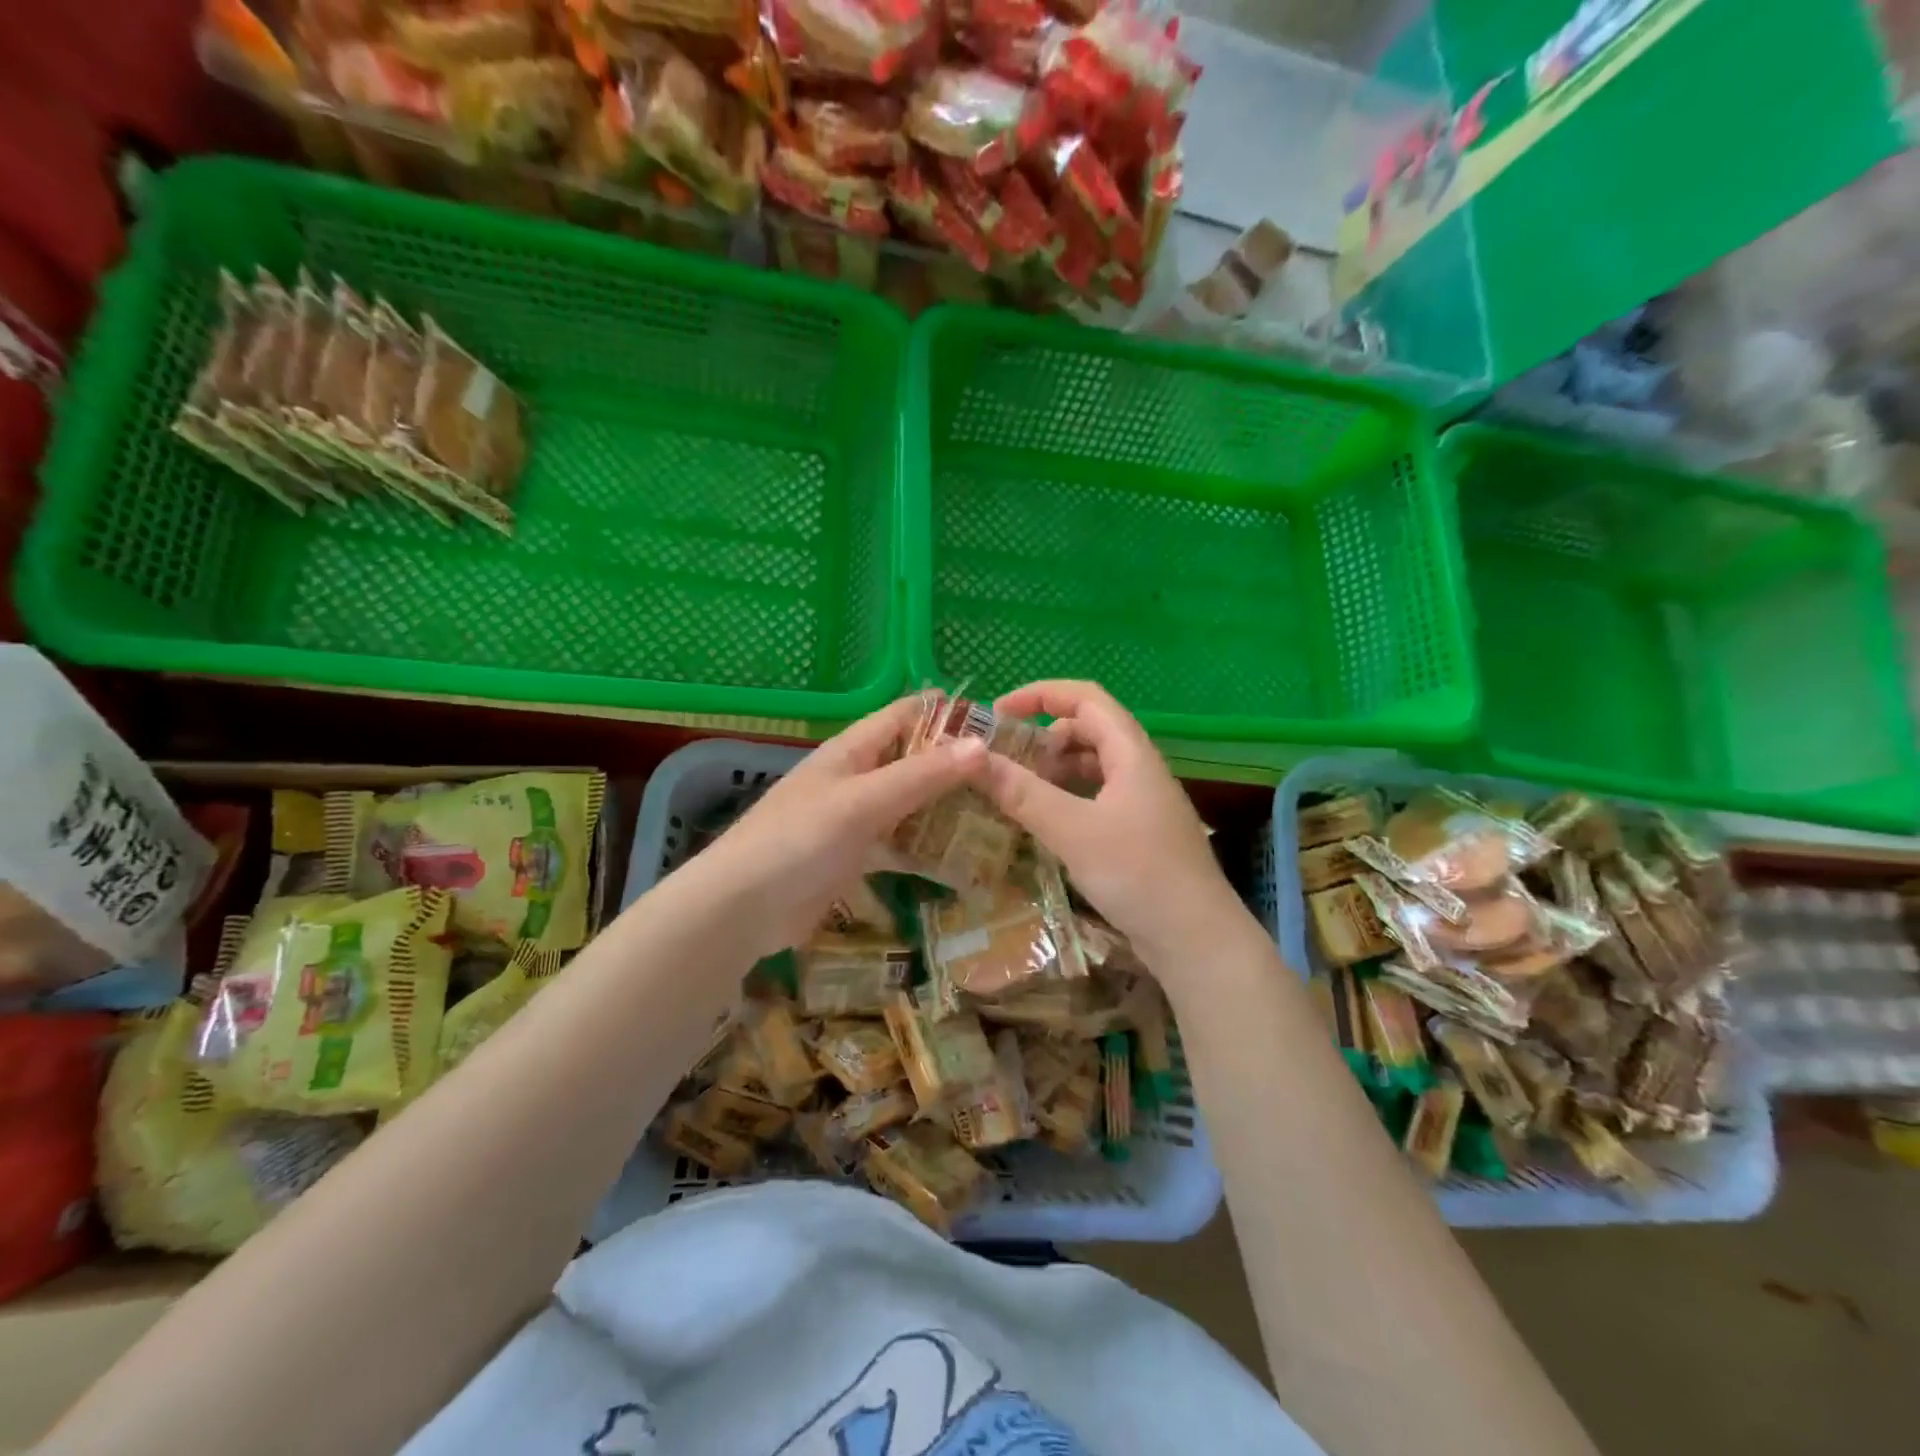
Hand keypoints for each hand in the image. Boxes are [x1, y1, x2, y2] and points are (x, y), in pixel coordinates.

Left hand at [697, 697, 985, 958]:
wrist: (741, 909)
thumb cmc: (798, 841)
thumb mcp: (862, 802)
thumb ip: (920, 775)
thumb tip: (981, 744)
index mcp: (852, 750)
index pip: (907, 715)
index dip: (949, 714)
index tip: (999, 725)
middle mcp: (857, 777)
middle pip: (914, 759)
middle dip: (957, 765)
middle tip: (1012, 777)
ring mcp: (856, 818)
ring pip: (911, 803)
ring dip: (947, 807)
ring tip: (1001, 814)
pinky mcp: (856, 857)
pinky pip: (900, 843)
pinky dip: (928, 848)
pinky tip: (965, 860)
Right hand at [981, 681, 1249, 969]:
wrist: (1196, 939)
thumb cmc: (1138, 873)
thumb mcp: (1073, 830)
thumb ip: (1022, 793)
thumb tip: (972, 758)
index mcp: (1131, 753)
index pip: (1085, 698)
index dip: (1040, 694)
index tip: (998, 712)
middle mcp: (1139, 768)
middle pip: (1088, 730)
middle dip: (1042, 736)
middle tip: (1003, 758)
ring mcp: (1141, 801)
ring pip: (1091, 766)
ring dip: (1054, 768)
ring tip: (1016, 790)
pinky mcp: (1138, 831)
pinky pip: (1095, 796)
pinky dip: (1066, 797)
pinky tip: (1044, 820)